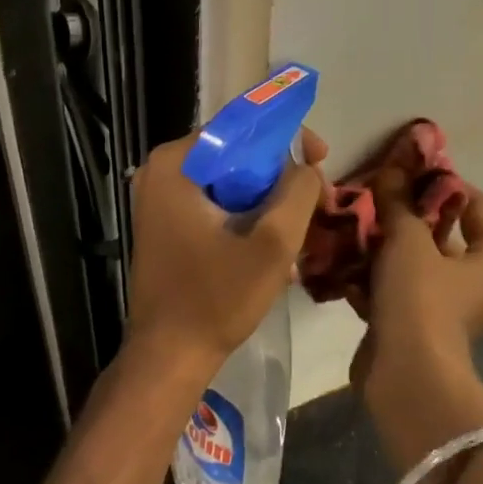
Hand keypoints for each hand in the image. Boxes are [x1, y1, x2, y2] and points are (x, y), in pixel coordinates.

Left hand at [123, 129, 326, 382]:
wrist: (169, 357)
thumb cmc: (217, 298)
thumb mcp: (273, 243)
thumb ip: (298, 191)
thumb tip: (306, 167)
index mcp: (177, 163)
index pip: (242, 125)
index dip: (289, 138)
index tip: (321, 159)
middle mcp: (162, 171)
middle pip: (238, 154)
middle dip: (282, 176)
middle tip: (318, 199)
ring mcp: (161, 199)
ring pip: (231, 181)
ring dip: (270, 201)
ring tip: (303, 229)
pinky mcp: (167, 225)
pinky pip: (217, 204)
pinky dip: (248, 218)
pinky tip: (275, 250)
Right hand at [357, 167, 482, 363]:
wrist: (406, 377)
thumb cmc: (421, 300)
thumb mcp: (408, 241)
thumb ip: (399, 203)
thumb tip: (392, 169)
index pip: (478, 206)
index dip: (448, 184)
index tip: (413, 171)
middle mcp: (472, 282)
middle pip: (441, 235)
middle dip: (406, 214)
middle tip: (375, 193)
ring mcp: (441, 307)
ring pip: (411, 263)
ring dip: (383, 245)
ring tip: (352, 221)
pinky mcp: (412, 326)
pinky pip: (392, 290)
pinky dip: (371, 276)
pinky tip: (341, 259)